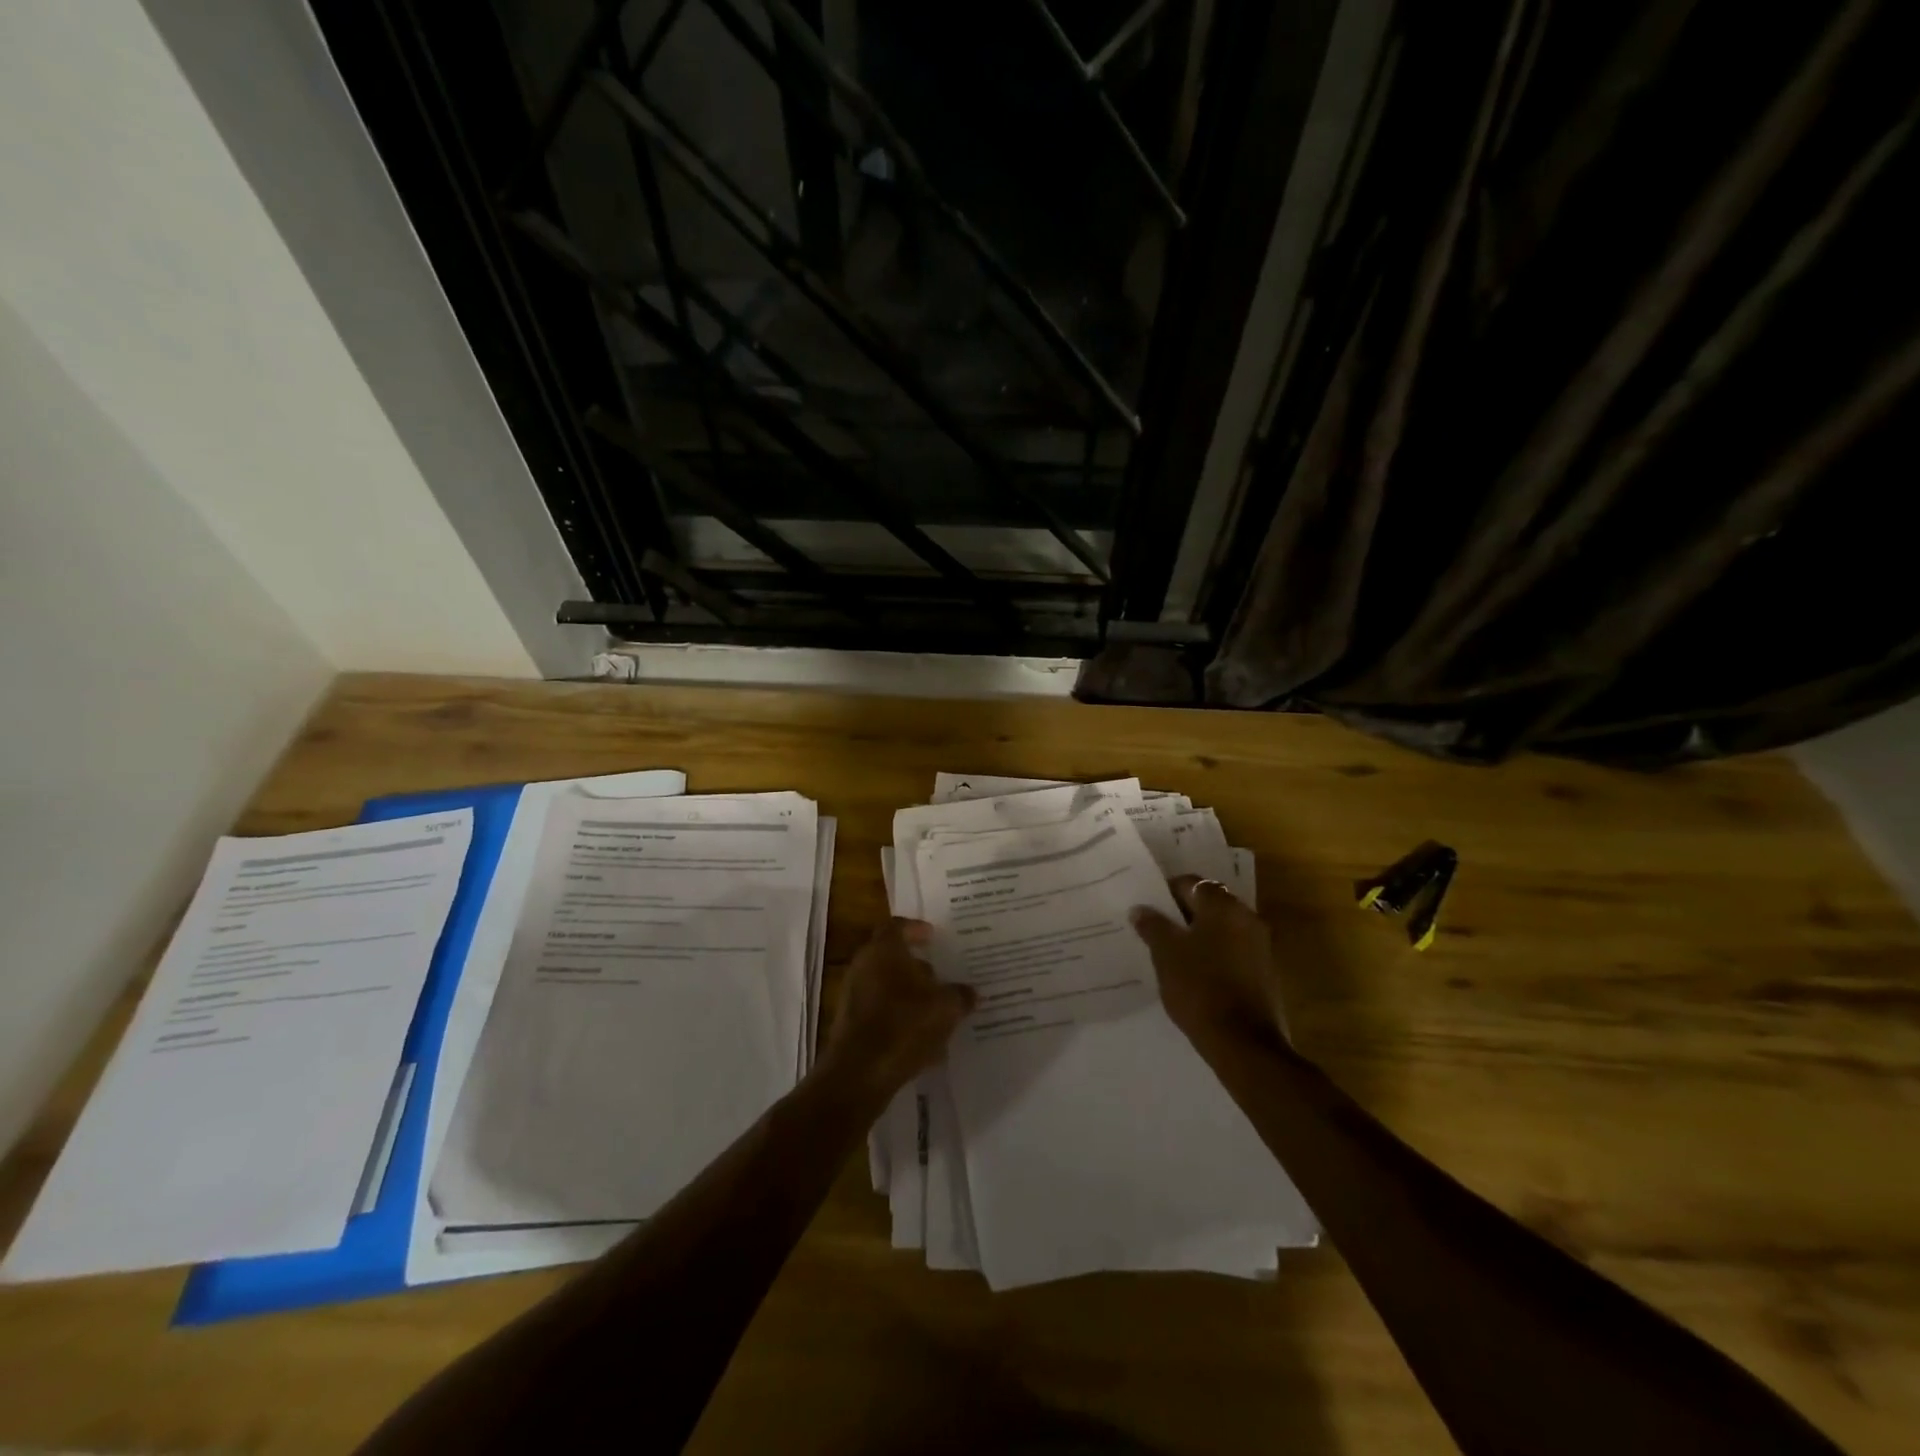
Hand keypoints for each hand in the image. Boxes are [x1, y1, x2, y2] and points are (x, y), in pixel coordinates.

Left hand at [819, 918, 974, 1099]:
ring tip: (936, 1010)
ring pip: (886, 985)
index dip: (916, 929)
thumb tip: (972, 992)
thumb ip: (960, 996)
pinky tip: (922, 1038)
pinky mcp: (850, 1023)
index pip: (898, 926)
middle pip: (891, 956)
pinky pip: (879, 1011)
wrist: (859, 1072)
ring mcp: (852, 994)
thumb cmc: (904, 1025)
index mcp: (883, 950)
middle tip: (940, 976)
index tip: (933, 936)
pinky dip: (899, 1016)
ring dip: (909, 993)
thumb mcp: (945, 1008)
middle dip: (916, 966)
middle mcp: (863, 965)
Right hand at [1131, 876, 1289, 1053]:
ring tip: (1172, 952)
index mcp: (1223, 906)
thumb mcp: (1165, 954)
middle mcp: (1246, 917)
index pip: (1190, 883)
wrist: (1244, 1042)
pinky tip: (1194, 972)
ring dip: (1199, 934)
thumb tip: (1140, 909)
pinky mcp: (1264, 971)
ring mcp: (1259, 945)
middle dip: (1183, 913)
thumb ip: (1152, 925)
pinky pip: (1232, 950)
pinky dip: (1214, 954)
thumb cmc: (1200, 987)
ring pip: (1221, 928)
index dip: (1165, 892)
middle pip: (1208, 903)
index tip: (1147, 908)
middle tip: (1156, 928)